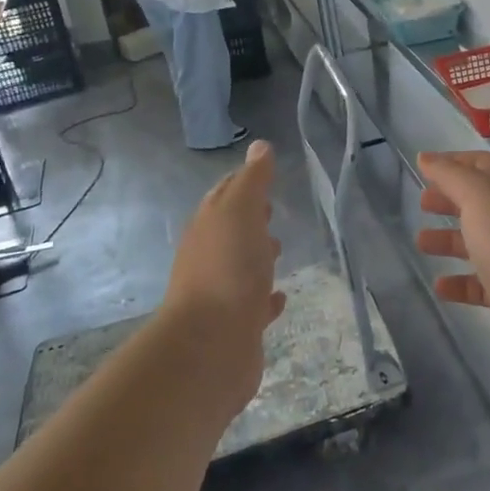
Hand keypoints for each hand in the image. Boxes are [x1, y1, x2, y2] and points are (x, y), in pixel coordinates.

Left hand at [163, 140, 286, 405]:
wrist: (210, 345)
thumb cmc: (227, 268)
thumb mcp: (241, 211)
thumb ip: (252, 180)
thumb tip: (260, 146)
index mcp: (209, 226)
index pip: (225, 195)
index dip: (243, 183)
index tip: (264, 174)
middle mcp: (210, 257)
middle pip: (231, 231)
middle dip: (250, 220)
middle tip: (271, 212)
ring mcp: (222, 294)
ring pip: (241, 268)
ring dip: (258, 257)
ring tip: (280, 251)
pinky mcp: (237, 327)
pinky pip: (253, 306)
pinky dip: (266, 298)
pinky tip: (279, 298)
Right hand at [416, 151, 489, 372]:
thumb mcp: (479, 195)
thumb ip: (450, 175)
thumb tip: (426, 157)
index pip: (486, 165)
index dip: (456, 163)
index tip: (426, 167)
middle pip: (481, 204)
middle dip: (451, 201)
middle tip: (423, 203)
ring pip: (479, 243)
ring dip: (449, 241)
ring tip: (421, 242)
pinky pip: (480, 284)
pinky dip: (459, 282)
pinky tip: (439, 286)